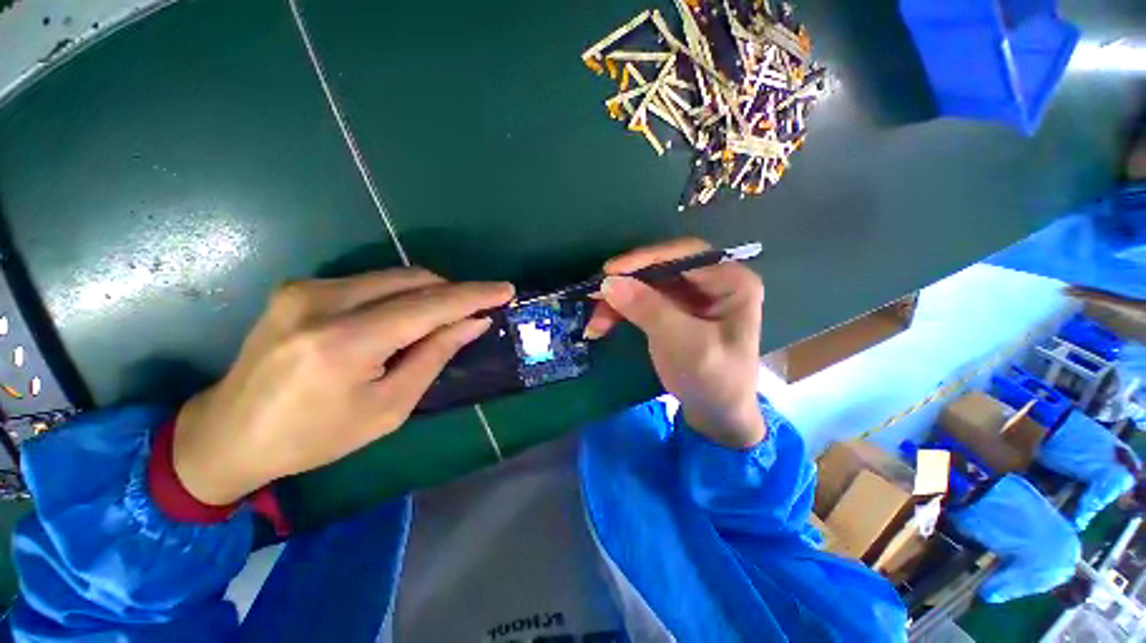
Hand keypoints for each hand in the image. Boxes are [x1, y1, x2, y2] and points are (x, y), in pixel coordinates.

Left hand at [173, 269, 513, 505]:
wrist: (229, 433)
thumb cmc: (315, 436)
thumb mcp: (388, 408)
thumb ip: (434, 356)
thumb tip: (473, 323)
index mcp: (344, 343)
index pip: (429, 306)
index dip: (473, 296)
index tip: (505, 289)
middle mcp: (322, 301)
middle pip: (413, 280)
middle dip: (454, 292)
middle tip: (476, 310)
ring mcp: (306, 288)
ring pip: (394, 276)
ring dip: (429, 293)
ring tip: (444, 317)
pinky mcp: (300, 287)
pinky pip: (371, 281)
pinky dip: (401, 294)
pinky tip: (405, 317)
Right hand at [584, 238, 765, 447]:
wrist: (716, 415)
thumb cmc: (713, 379)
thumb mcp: (684, 344)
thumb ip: (649, 310)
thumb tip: (609, 282)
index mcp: (731, 281)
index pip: (686, 254)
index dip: (646, 258)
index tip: (610, 271)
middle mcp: (710, 281)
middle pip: (661, 268)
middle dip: (626, 283)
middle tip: (593, 294)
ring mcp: (689, 296)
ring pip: (645, 285)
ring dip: (617, 301)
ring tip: (594, 321)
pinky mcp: (670, 310)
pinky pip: (640, 301)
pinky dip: (619, 312)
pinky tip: (601, 326)